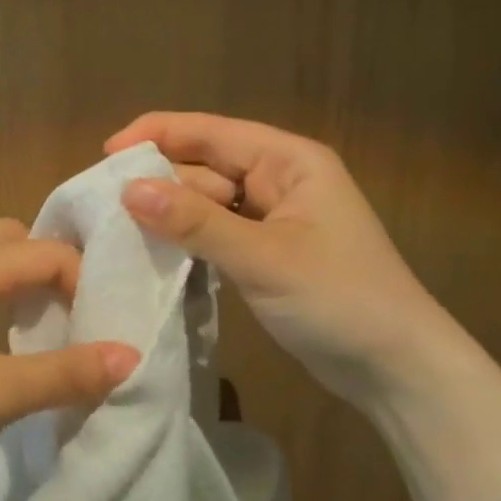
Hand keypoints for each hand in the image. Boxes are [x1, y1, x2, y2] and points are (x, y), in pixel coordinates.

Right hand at [105, 112, 452, 405]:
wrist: (396, 368)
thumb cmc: (339, 300)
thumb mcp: (262, 258)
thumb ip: (195, 222)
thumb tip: (128, 190)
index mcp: (288, 161)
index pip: (211, 131)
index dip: (157, 134)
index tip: (105, 154)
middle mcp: (279, 180)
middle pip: (204, 165)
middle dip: (159, 179)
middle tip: (104, 205)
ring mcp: (272, 218)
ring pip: (206, 201)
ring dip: (170, 212)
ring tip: (119, 228)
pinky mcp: (265, 252)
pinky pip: (215, 232)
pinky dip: (187, 238)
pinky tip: (155, 250)